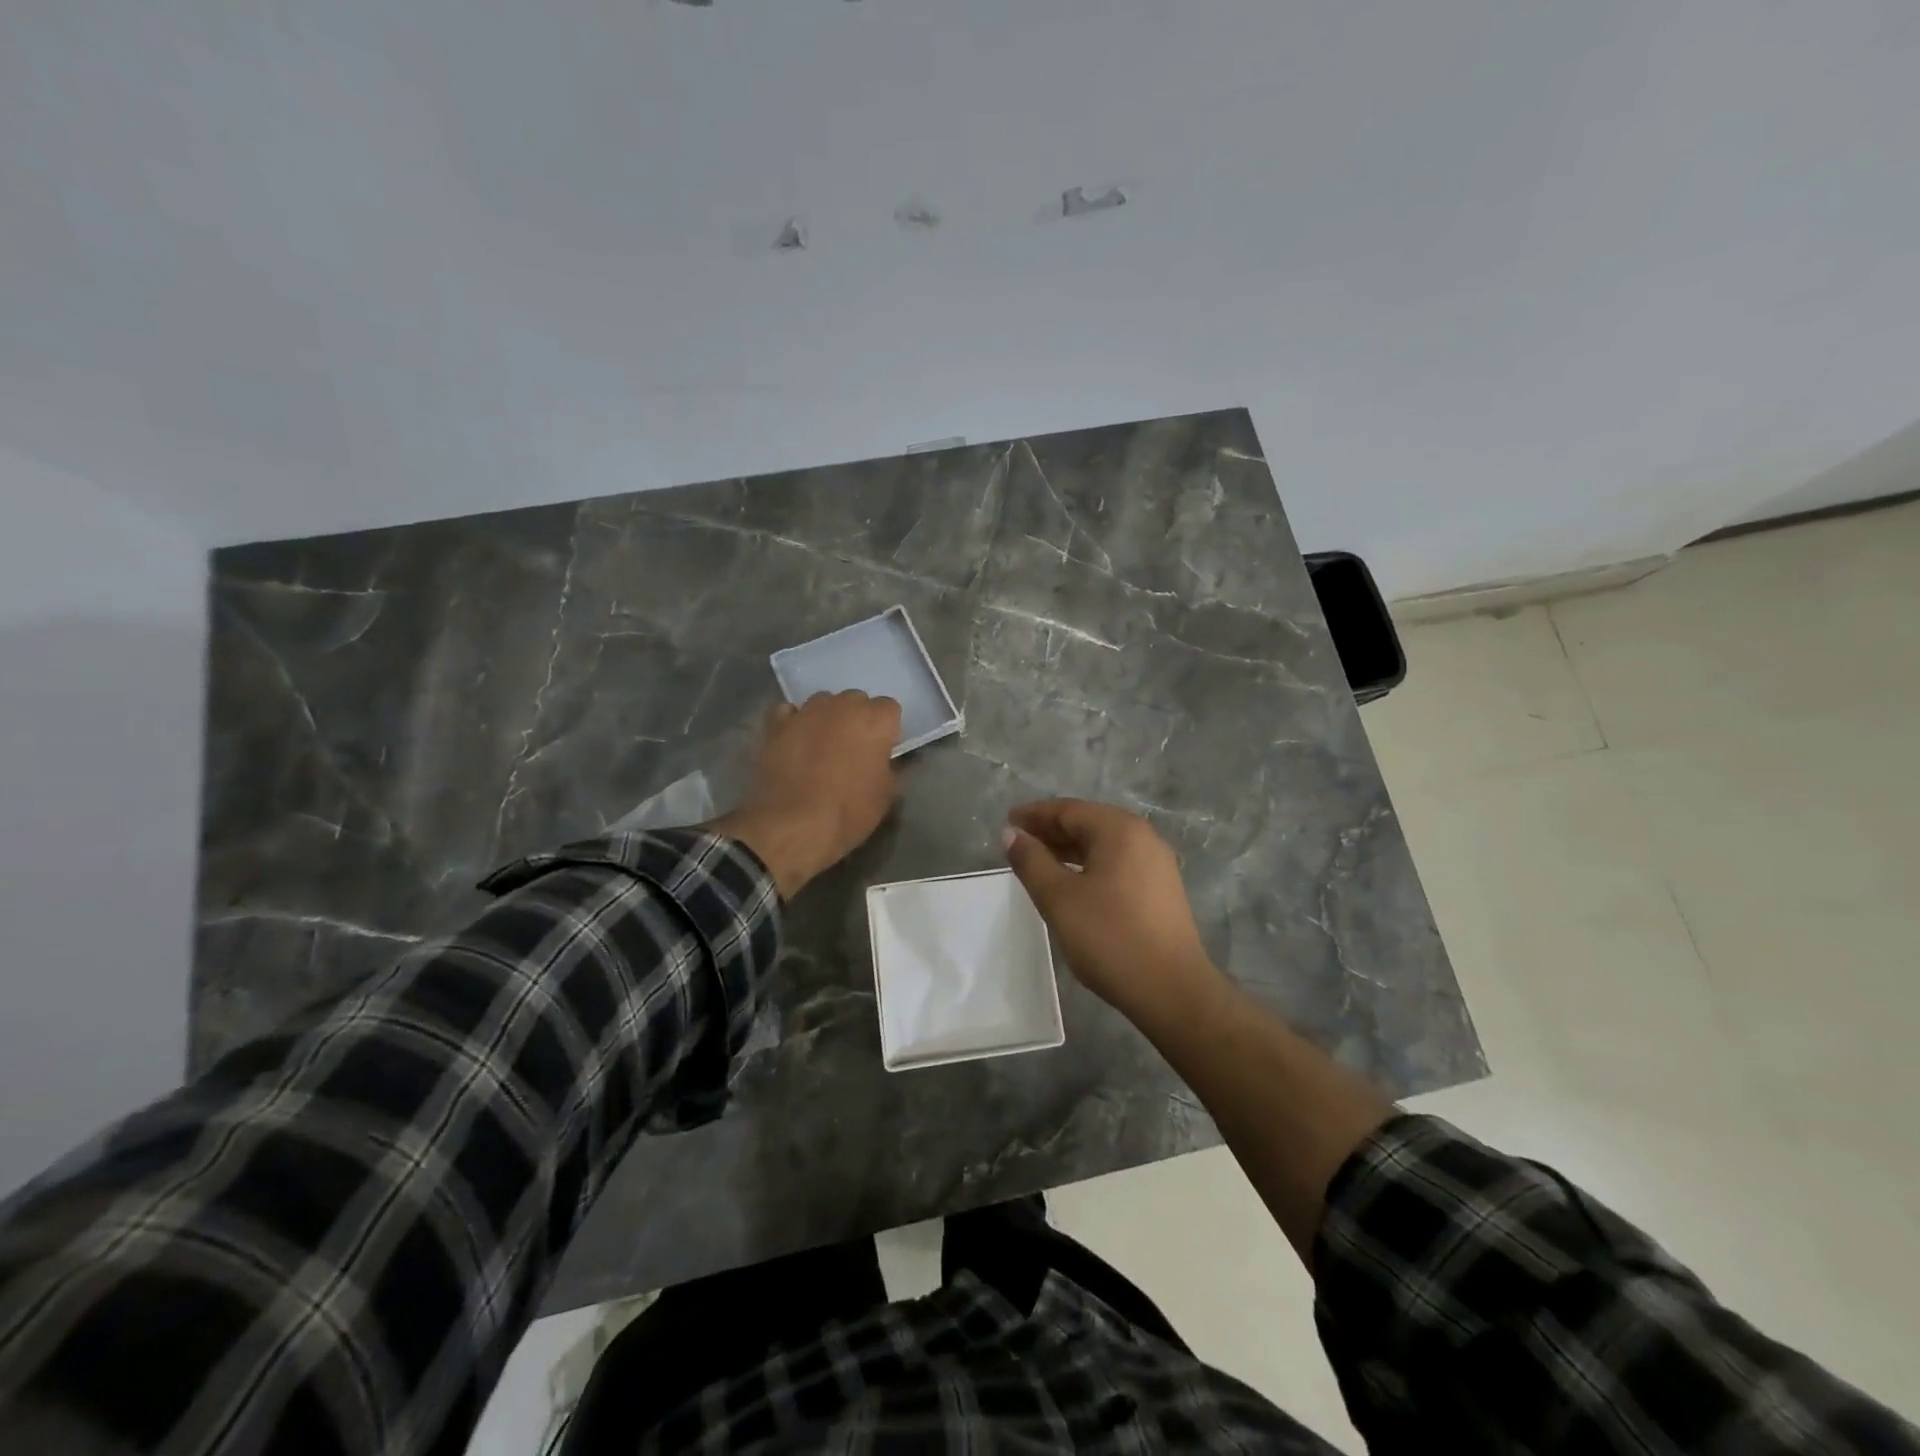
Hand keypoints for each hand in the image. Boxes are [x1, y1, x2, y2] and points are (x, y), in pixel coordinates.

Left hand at [710, 692, 901, 897]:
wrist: (793, 826)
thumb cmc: (848, 812)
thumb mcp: (885, 796)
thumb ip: (889, 767)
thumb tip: (883, 760)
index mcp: (875, 721)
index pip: (889, 707)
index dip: (886, 728)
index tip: (882, 748)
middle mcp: (842, 706)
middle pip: (855, 700)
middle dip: (857, 718)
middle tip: (853, 747)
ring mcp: (806, 712)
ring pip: (823, 702)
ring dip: (827, 717)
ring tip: (821, 744)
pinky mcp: (777, 725)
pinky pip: (788, 712)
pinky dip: (793, 721)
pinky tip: (794, 739)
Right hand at [1002, 799, 1221, 1022]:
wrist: (1172, 990)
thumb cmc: (1110, 937)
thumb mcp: (1059, 898)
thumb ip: (1031, 861)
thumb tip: (1012, 834)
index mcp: (1119, 830)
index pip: (1069, 810)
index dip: (1035, 815)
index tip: (1008, 821)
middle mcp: (1143, 837)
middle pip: (1088, 823)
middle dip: (1051, 830)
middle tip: (1018, 841)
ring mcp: (1156, 864)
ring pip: (1103, 845)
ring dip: (1069, 849)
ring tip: (1038, 862)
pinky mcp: (1161, 889)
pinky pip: (1117, 863)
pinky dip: (1089, 865)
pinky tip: (1072, 884)